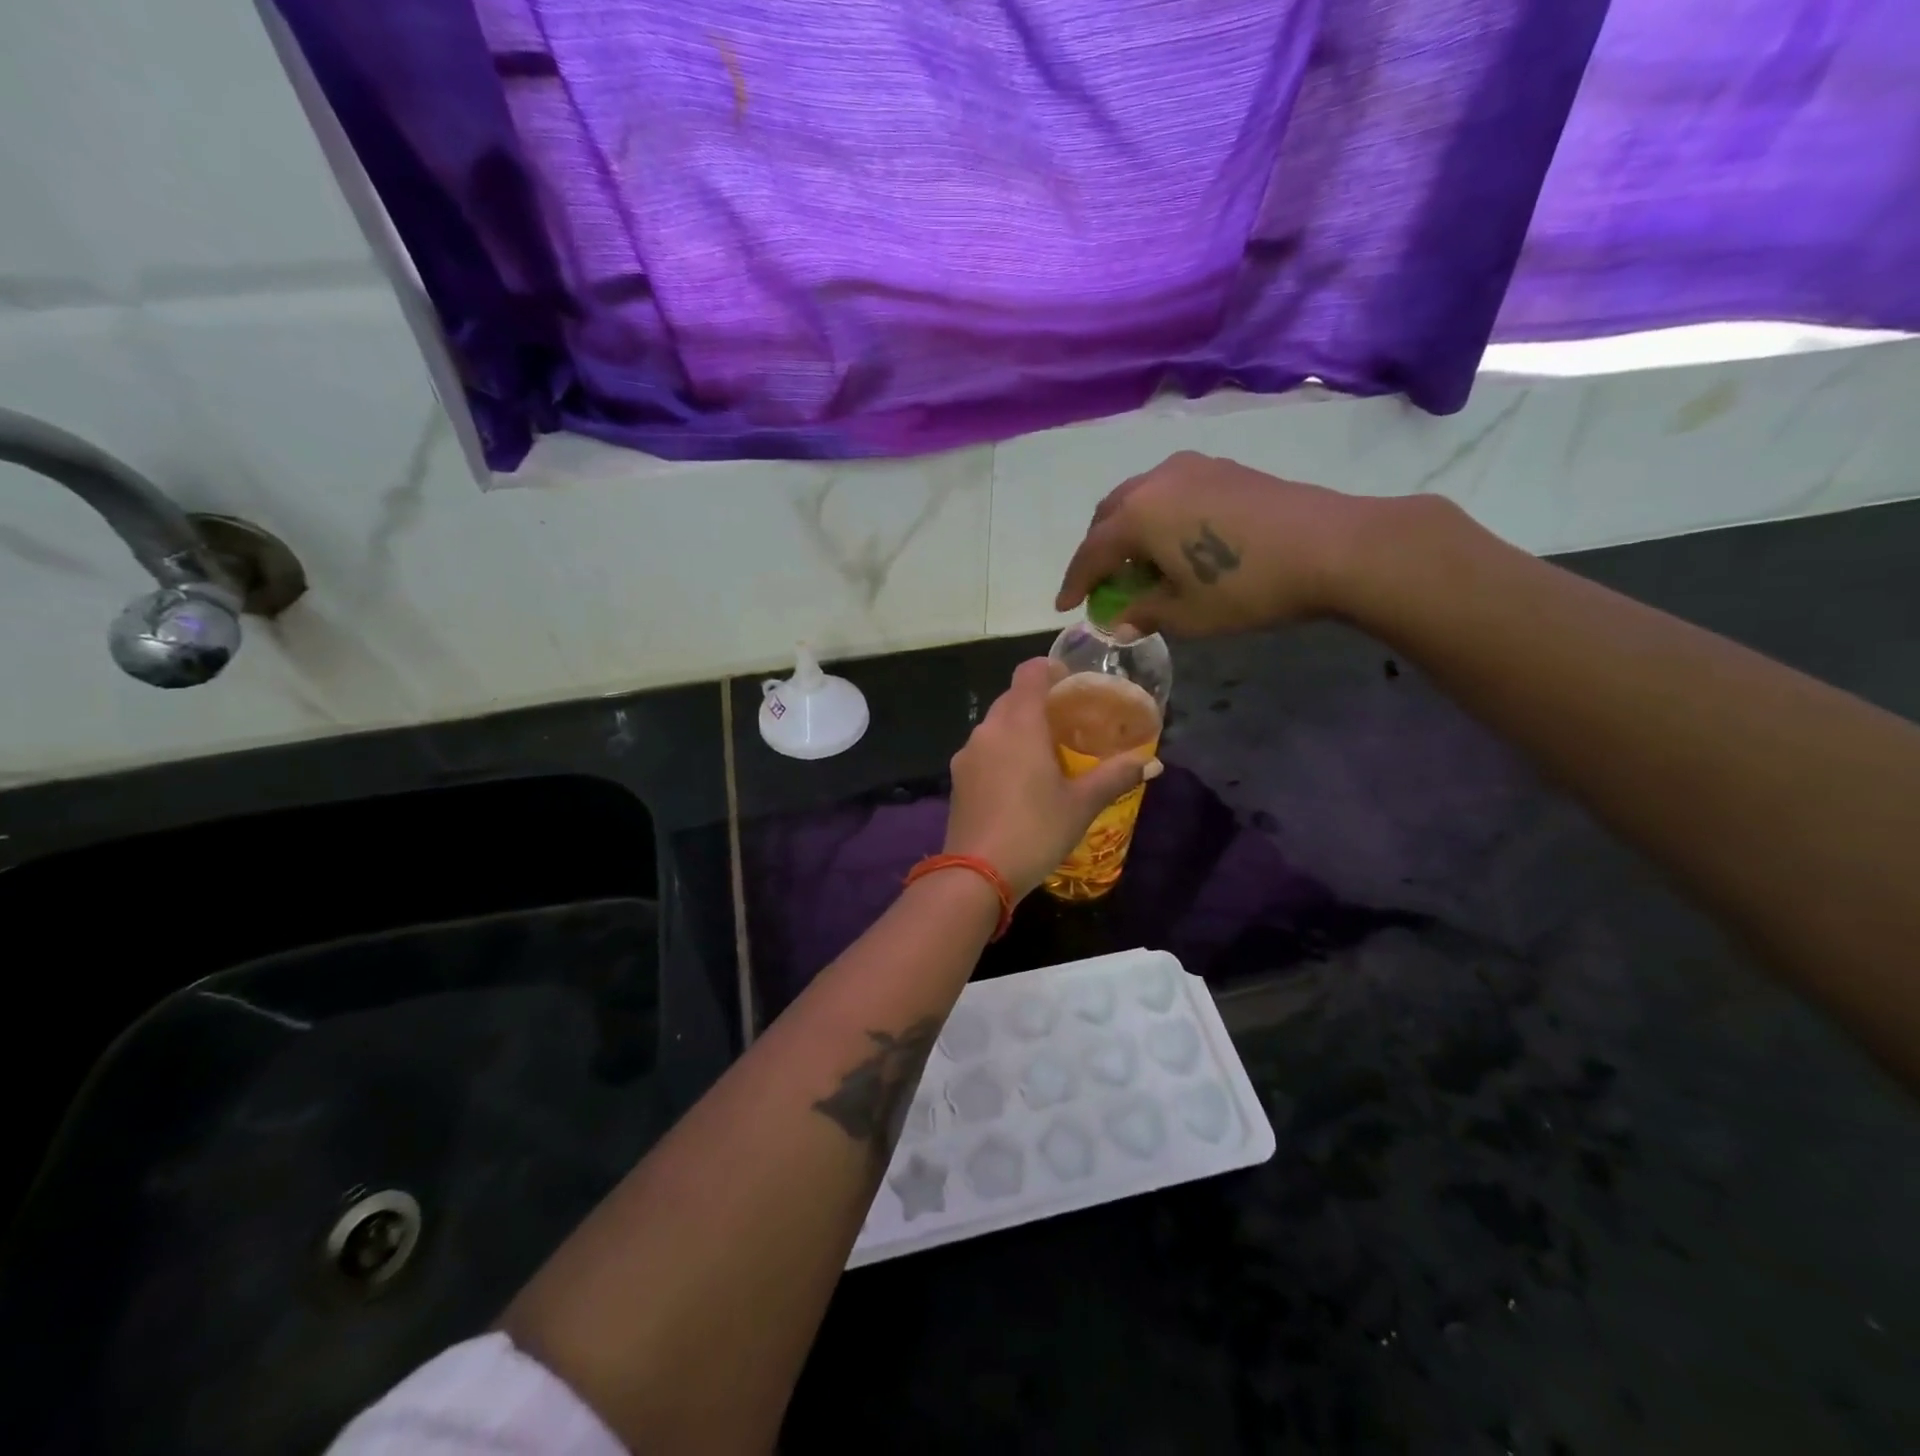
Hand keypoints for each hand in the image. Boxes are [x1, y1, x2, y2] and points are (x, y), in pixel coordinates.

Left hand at [944, 659, 1160, 898]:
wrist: (977, 874)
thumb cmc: (1036, 830)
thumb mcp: (1082, 804)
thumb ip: (1116, 776)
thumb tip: (1153, 763)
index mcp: (1019, 723)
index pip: (1029, 672)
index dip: (1050, 669)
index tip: (1071, 683)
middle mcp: (988, 729)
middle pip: (1012, 697)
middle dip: (1038, 701)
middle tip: (1068, 721)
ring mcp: (967, 754)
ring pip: (996, 725)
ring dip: (1019, 727)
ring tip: (1047, 751)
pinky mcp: (957, 779)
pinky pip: (984, 750)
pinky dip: (1002, 751)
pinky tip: (1020, 780)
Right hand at [1055, 451, 1404, 636]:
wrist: (1332, 547)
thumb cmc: (1247, 587)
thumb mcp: (1187, 614)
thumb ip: (1143, 613)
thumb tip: (1119, 621)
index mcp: (1138, 515)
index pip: (1091, 552)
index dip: (1075, 582)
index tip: (1065, 605)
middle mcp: (1156, 481)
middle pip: (1108, 515)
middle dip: (1098, 550)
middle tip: (1102, 583)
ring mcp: (1191, 468)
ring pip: (1139, 497)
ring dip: (1127, 530)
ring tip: (1138, 563)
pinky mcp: (1222, 467)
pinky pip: (1169, 491)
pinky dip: (1157, 516)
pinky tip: (1175, 541)